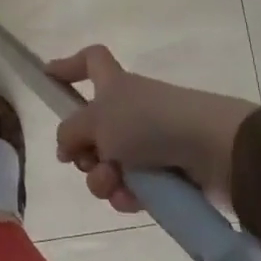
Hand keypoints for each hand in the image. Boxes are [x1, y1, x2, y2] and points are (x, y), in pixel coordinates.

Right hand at [49, 46, 259, 209]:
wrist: (212, 150)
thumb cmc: (149, 122)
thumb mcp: (97, 121)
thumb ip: (71, 132)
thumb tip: (66, 146)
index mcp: (115, 85)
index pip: (91, 61)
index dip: (69, 65)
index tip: (48, 77)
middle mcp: (131, 110)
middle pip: (92, 130)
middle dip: (83, 153)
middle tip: (88, 160)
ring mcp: (149, 142)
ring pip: (109, 165)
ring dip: (103, 180)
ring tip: (114, 184)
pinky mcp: (166, 173)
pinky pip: (132, 188)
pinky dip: (128, 195)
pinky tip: (133, 199)